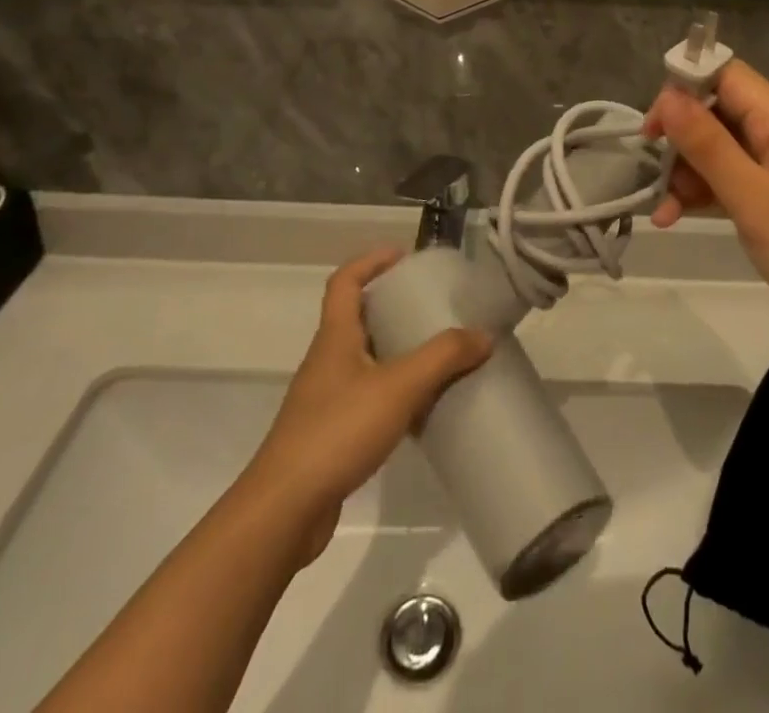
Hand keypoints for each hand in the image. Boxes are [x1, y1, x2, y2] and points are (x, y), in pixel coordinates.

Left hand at [241, 249, 490, 567]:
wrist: (284, 512)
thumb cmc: (336, 432)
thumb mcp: (398, 386)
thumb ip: (443, 357)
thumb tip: (483, 335)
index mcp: (335, 337)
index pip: (345, 281)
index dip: (371, 261)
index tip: (403, 256)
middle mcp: (327, 361)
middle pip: (357, 319)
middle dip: (393, 307)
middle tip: (432, 306)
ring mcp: (326, 400)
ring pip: (365, 361)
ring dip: (397, 352)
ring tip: (437, 356)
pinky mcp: (330, 436)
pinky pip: (368, 398)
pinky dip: (395, 394)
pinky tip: (422, 411)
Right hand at [644, 62, 768, 360]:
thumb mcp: (756, 200)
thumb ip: (709, 146)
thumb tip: (669, 96)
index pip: (727, 76)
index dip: (684, 88)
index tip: (652, 128)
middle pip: (719, 113)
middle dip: (681, 139)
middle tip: (653, 177)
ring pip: (721, 149)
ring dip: (688, 173)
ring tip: (662, 213)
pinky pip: (734, 180)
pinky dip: (706, 194)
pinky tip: (677, 218)